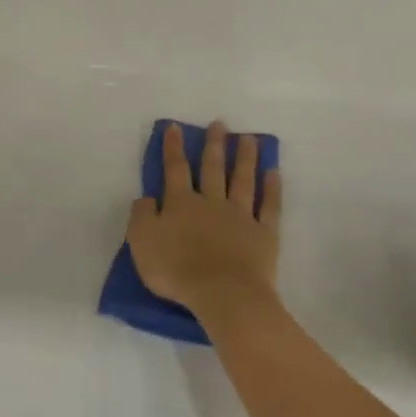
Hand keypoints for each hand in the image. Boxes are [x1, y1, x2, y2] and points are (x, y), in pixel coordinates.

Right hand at [127, 121, 281, 318]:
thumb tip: (146, 197)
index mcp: (181, 204)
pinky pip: (269, 206)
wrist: (222, 292)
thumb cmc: (176, 269)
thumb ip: (141, 216)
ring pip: (243, 180)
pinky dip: (272, 188)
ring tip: (249, 139)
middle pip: (213, 169)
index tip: (174, 127)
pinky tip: (274, 172)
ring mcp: (241, 216)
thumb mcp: (141, 242)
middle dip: (214, 145)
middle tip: (220, 124)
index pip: (175, 170)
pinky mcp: (264, 234)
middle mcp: (212, 202)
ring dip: (245, 158)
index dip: (173, 148)